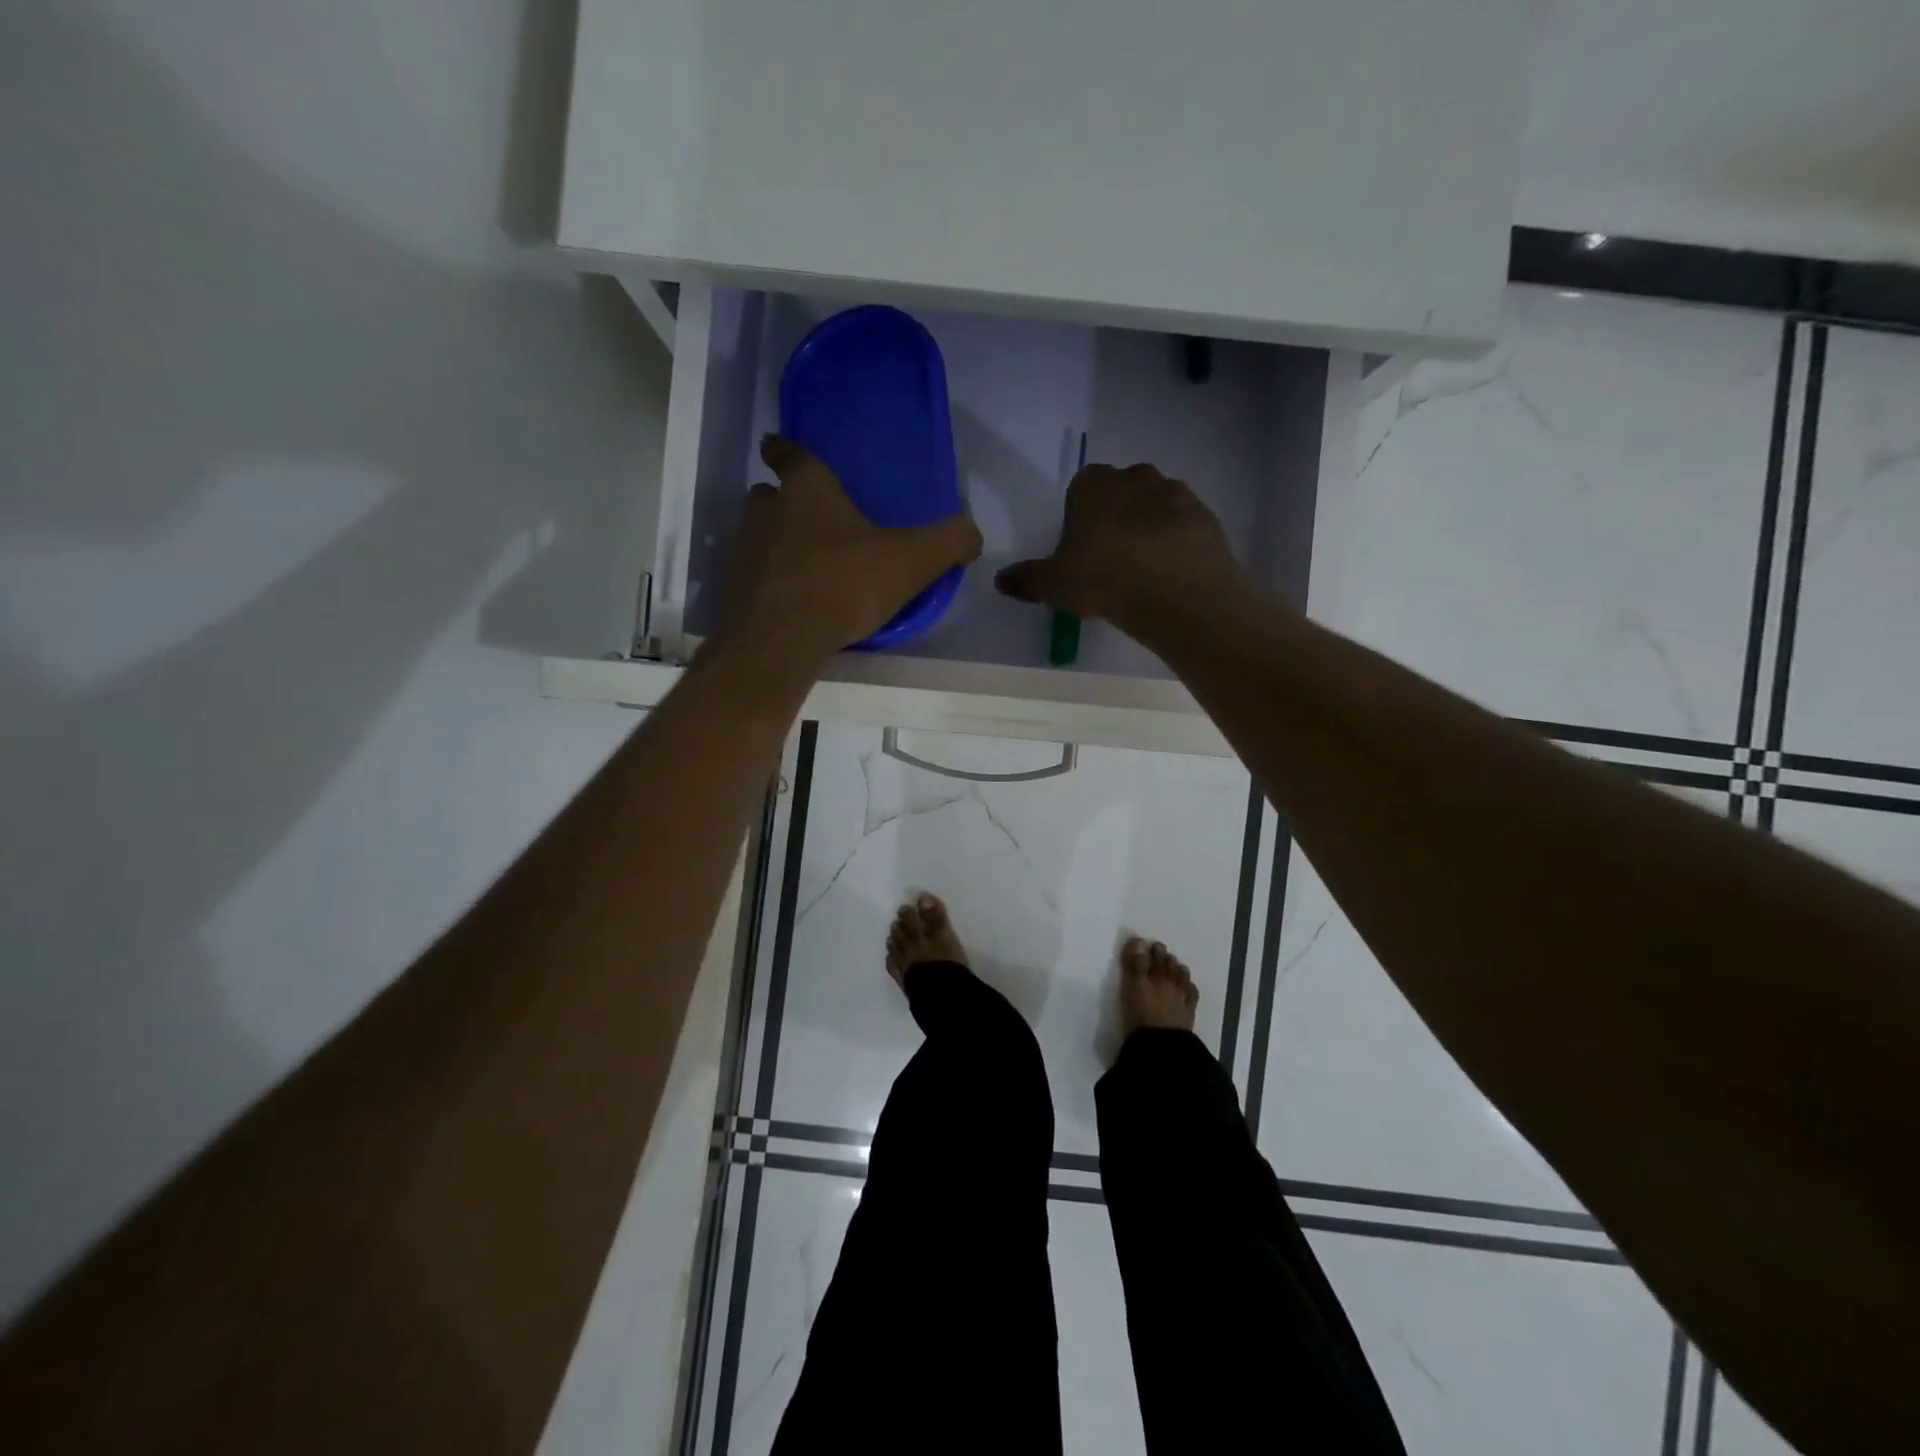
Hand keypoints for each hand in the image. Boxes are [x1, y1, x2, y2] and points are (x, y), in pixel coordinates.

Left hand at [717, 437, 982, 668]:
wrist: (780, 641)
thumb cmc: (844, 584)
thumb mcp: (913, 562)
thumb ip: (949, 542)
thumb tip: (972, 534)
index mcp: (807, 488)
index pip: (788, 452)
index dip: (785, 450)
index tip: (781, 451)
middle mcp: (766, 509)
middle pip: (772, 496)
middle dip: (789, 504)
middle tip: (820, 525)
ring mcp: (744, 549)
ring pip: (761, 535)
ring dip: (780, 545)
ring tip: (812, 569)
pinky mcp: (734, 588)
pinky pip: (755, 575)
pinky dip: (772, 582)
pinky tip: (796, 604)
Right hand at [993, 463, 1241, 634]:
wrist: (1178, 593)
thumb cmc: (1105, 578)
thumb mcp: (1054, 584)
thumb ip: (1026, 579)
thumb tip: (1000, 580)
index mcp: (1096, 484)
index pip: (1082, 485)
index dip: (1080, 514)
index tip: (1080, 546)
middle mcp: (1137, 477)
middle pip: (1122, 491)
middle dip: (1116, 516)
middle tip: (1110, 558)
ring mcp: (1177, 494)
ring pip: (1156, 506)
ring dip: (1149, 527)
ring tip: (1143, 569)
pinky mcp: (1206, 517)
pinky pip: (1184, 526)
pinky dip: (1177, 543)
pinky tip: (1170, 574)